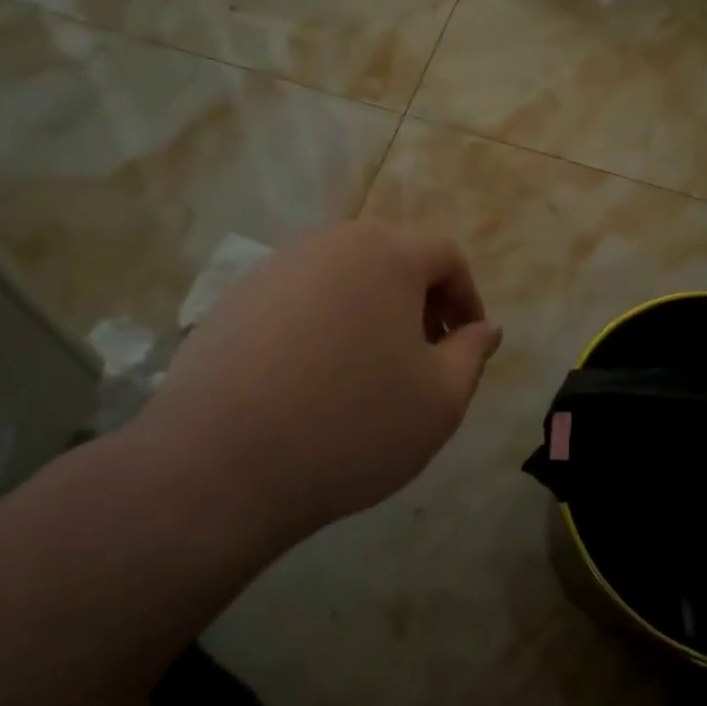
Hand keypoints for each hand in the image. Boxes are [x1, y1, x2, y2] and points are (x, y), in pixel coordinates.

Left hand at [125, 222, 501, 542]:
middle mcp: (330, 242)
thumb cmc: (352, 425)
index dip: (468, 299)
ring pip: (344, 277)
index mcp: (387, 253)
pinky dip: (323, 324)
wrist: (220, 463)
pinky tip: (312, 378)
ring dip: (371, 312)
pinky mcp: (236, 297)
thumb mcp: (440, 399)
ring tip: (367, 370)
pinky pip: (300, 298)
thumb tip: (485, 328)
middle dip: (419, 303)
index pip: (446, 256)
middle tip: (423, 358)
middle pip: (393, 259)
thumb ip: (473, 354)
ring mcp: (276, 266)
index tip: (467, 346)